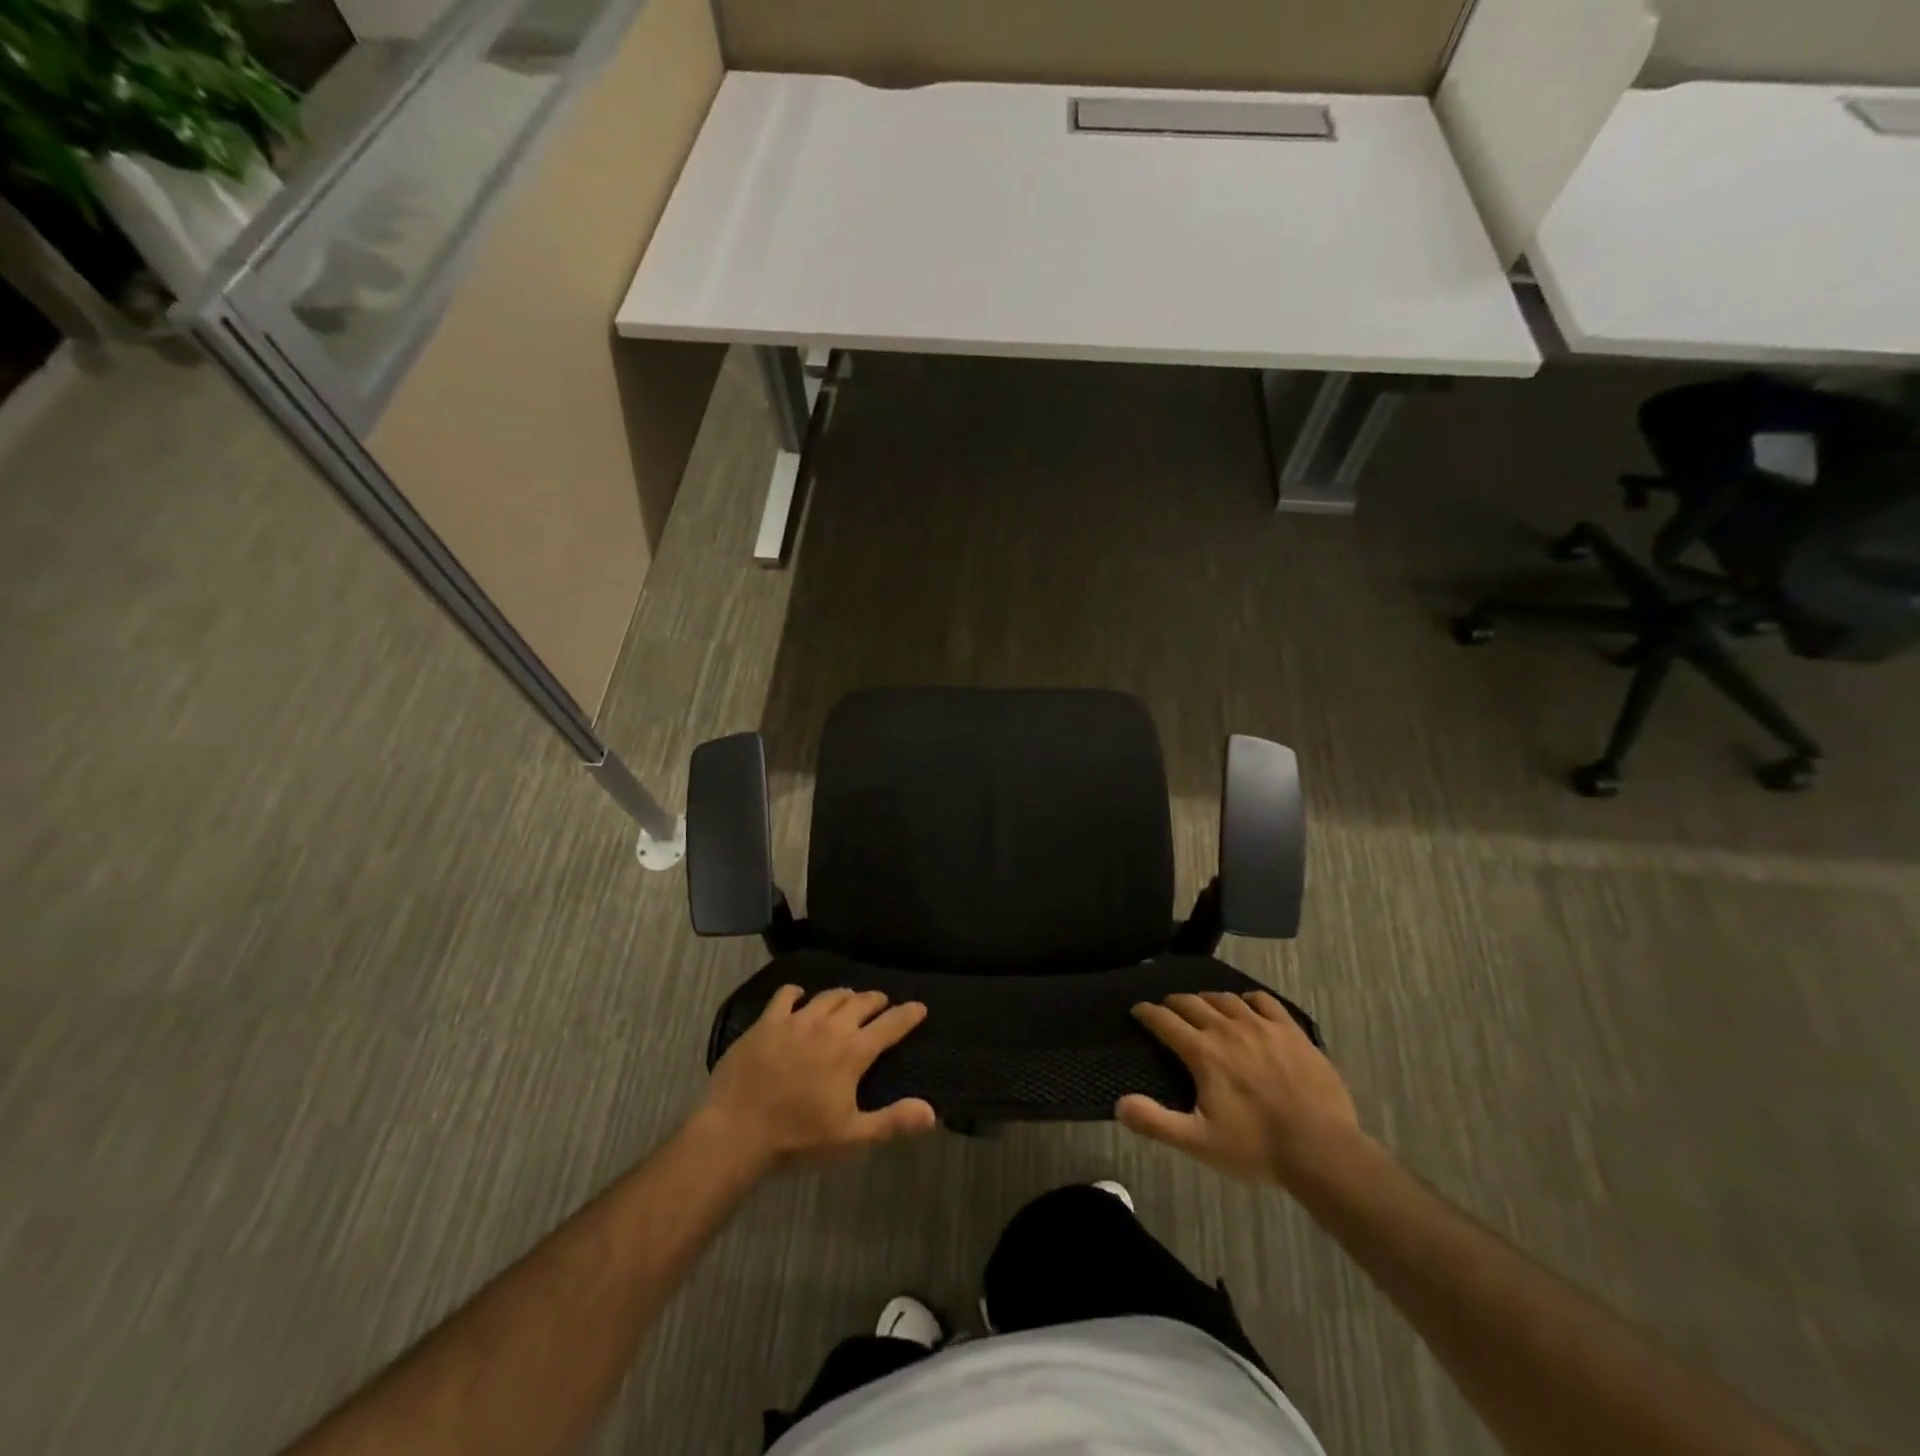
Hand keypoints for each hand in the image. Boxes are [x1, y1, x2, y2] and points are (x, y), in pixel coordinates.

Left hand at [700, 987, 936, 1171]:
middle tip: (883, 1002)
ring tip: (849, 998)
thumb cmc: (797, 1138)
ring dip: (844, 995)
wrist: (736, 1131)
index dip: (908, 1015)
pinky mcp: (767, 1022)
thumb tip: (932, 1113)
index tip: (920, 1007)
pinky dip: (798, 993)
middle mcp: (829, 1027)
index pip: (890, 1025)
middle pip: (860, 1002)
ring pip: (828, 996)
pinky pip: (786, 995)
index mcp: (852, 1052)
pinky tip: (799, 996)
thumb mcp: (851, 1137)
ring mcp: (796, 1020)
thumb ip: (892, 1121)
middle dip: (876, 1000)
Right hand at [1118, 991, 1364, 1185]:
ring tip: (1202, 1005)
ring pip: (1226, 999)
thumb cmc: (1257, 1147)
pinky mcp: (1291, 1031)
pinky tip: (1246, 1005)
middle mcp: (1228, 1029)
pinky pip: (1264, 1001)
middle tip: (1166, 1008)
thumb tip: (1119, 1104)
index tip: (1137, 1010)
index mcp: (1203, 1052)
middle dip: (1174, 1003)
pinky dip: (1247, 999)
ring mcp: (1262, 1026)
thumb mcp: (1199, 1143)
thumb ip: (1156, 1123)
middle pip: (1193, 1003)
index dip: (1147, 1013)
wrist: (1323, 1150)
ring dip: (1207, 999)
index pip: (1165, 1021)